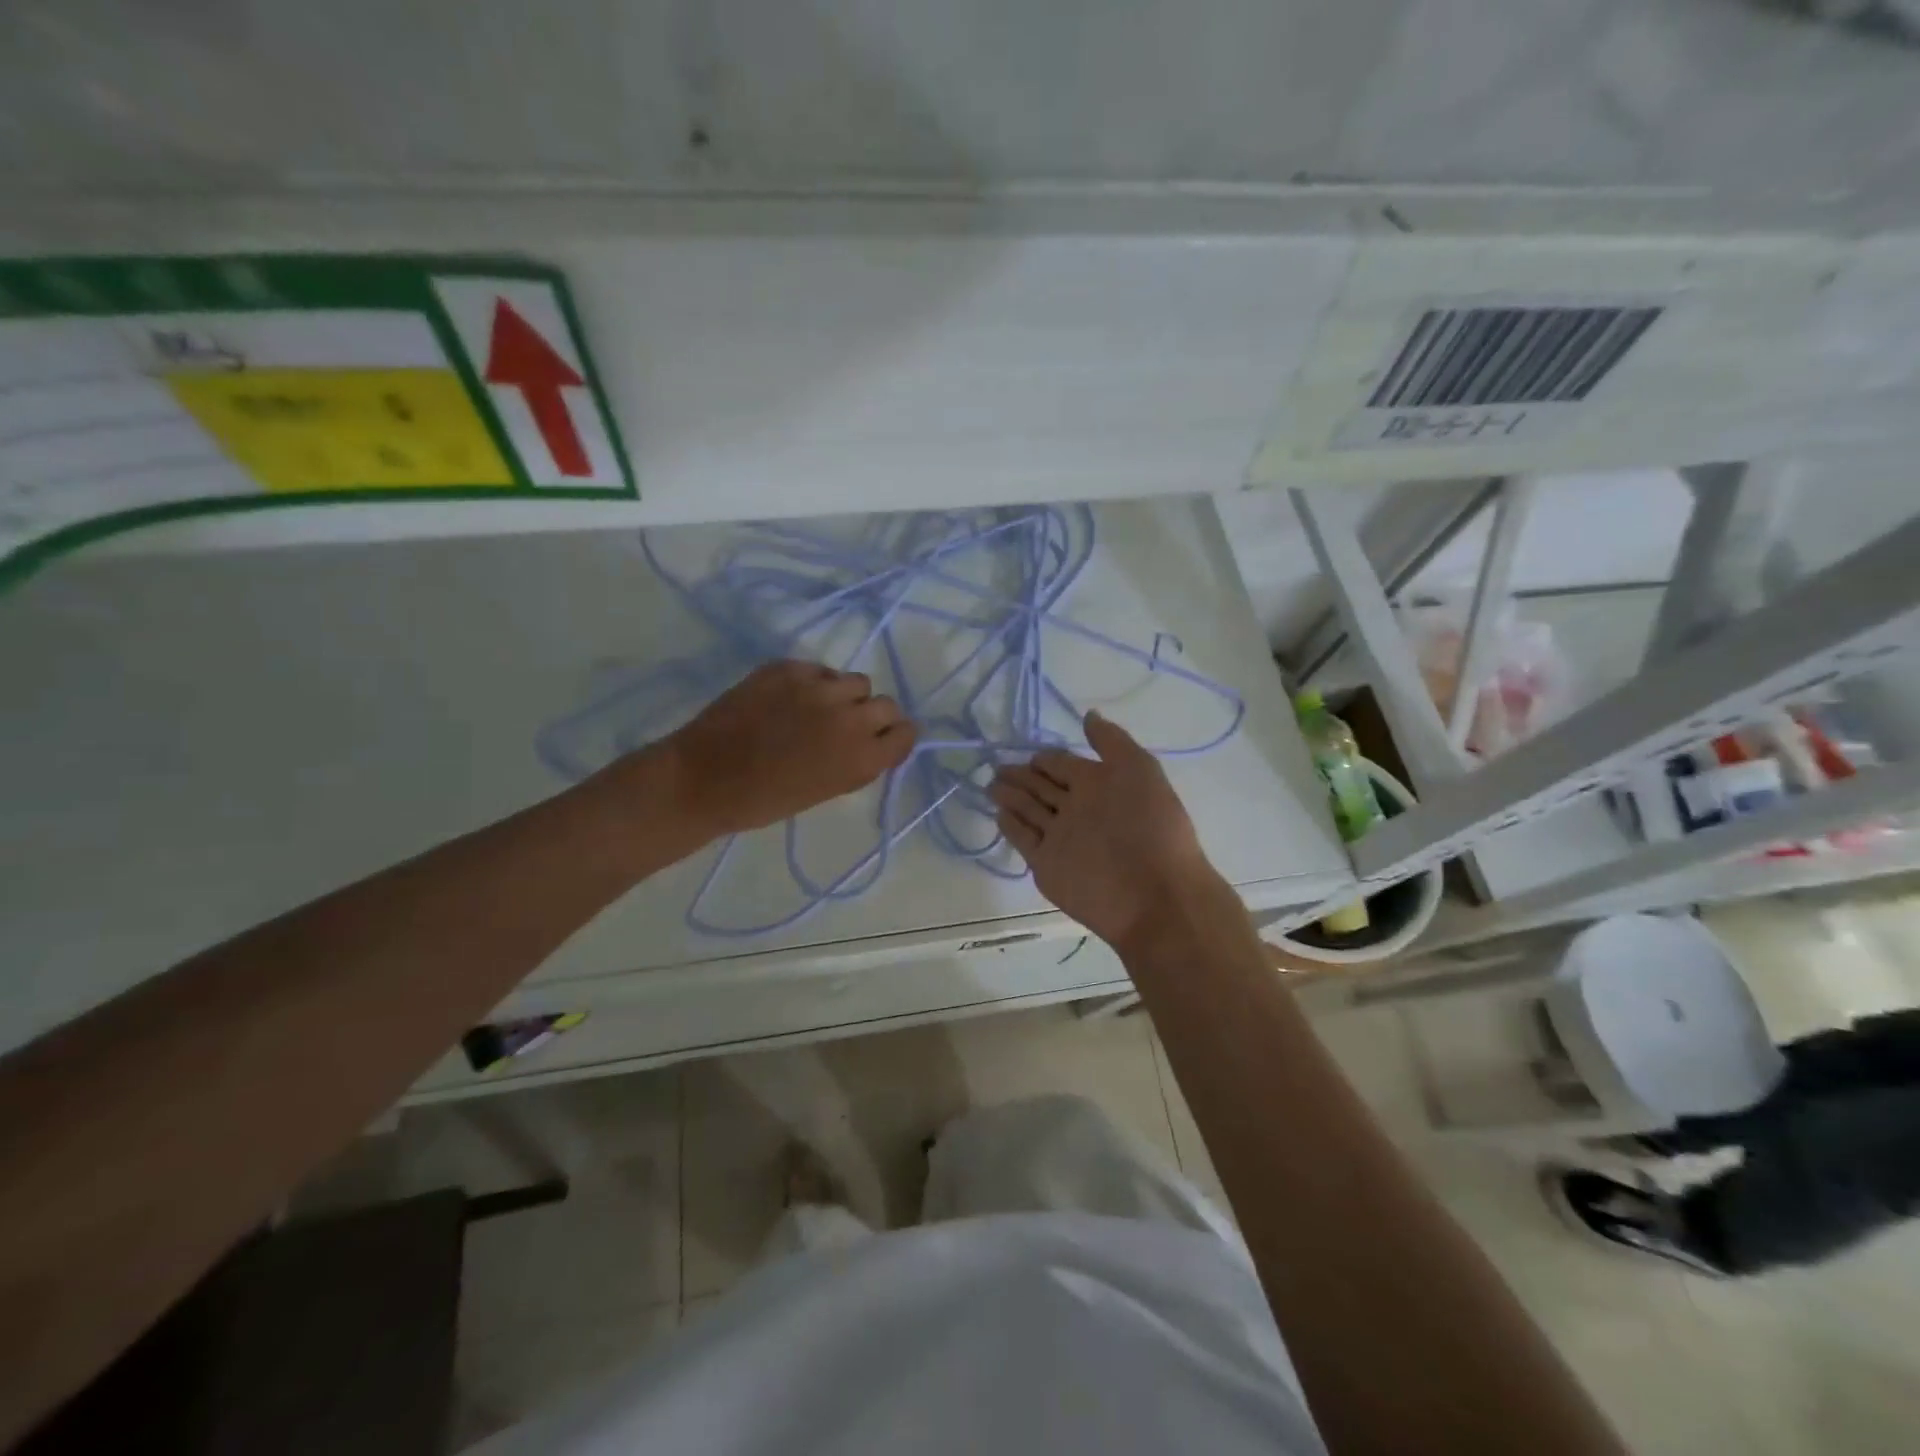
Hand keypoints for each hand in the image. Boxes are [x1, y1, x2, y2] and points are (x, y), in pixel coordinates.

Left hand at [657, 660, 916, 834]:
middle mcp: (850, 719)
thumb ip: (857, 761)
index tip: (881, 739)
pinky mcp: (789, 668)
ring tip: (817, 708)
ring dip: (844, 695)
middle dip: (873, 715)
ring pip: (855, 681)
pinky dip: (813, 683)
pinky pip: (820, 670)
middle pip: (886, 704)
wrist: (705, 780)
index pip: (907, 732)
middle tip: (847, 725)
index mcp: (862, 759)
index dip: (895, 736)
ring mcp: (819, 688)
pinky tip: (788, 699)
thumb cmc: (766, 800)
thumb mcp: (827, 789)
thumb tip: (873, 740)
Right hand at [989, 711, 1227, 951]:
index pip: (1063, 764)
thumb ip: (1110, 741)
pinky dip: (1011, 826)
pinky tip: (998, 813)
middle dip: (1021, 775)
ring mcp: (1060, 837)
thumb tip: (1088, 715)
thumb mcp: (1138, 768)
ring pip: (1029, 811)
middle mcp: (1078, 808)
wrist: (1153, 893)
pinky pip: (1023, 840)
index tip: (1026, 751)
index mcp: (1100, 784)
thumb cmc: (1150, 825)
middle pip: (1043, 786)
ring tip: (989, 784)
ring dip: (1010, 797)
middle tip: (996, 766)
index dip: (1046, 757)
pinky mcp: (1046, 865)